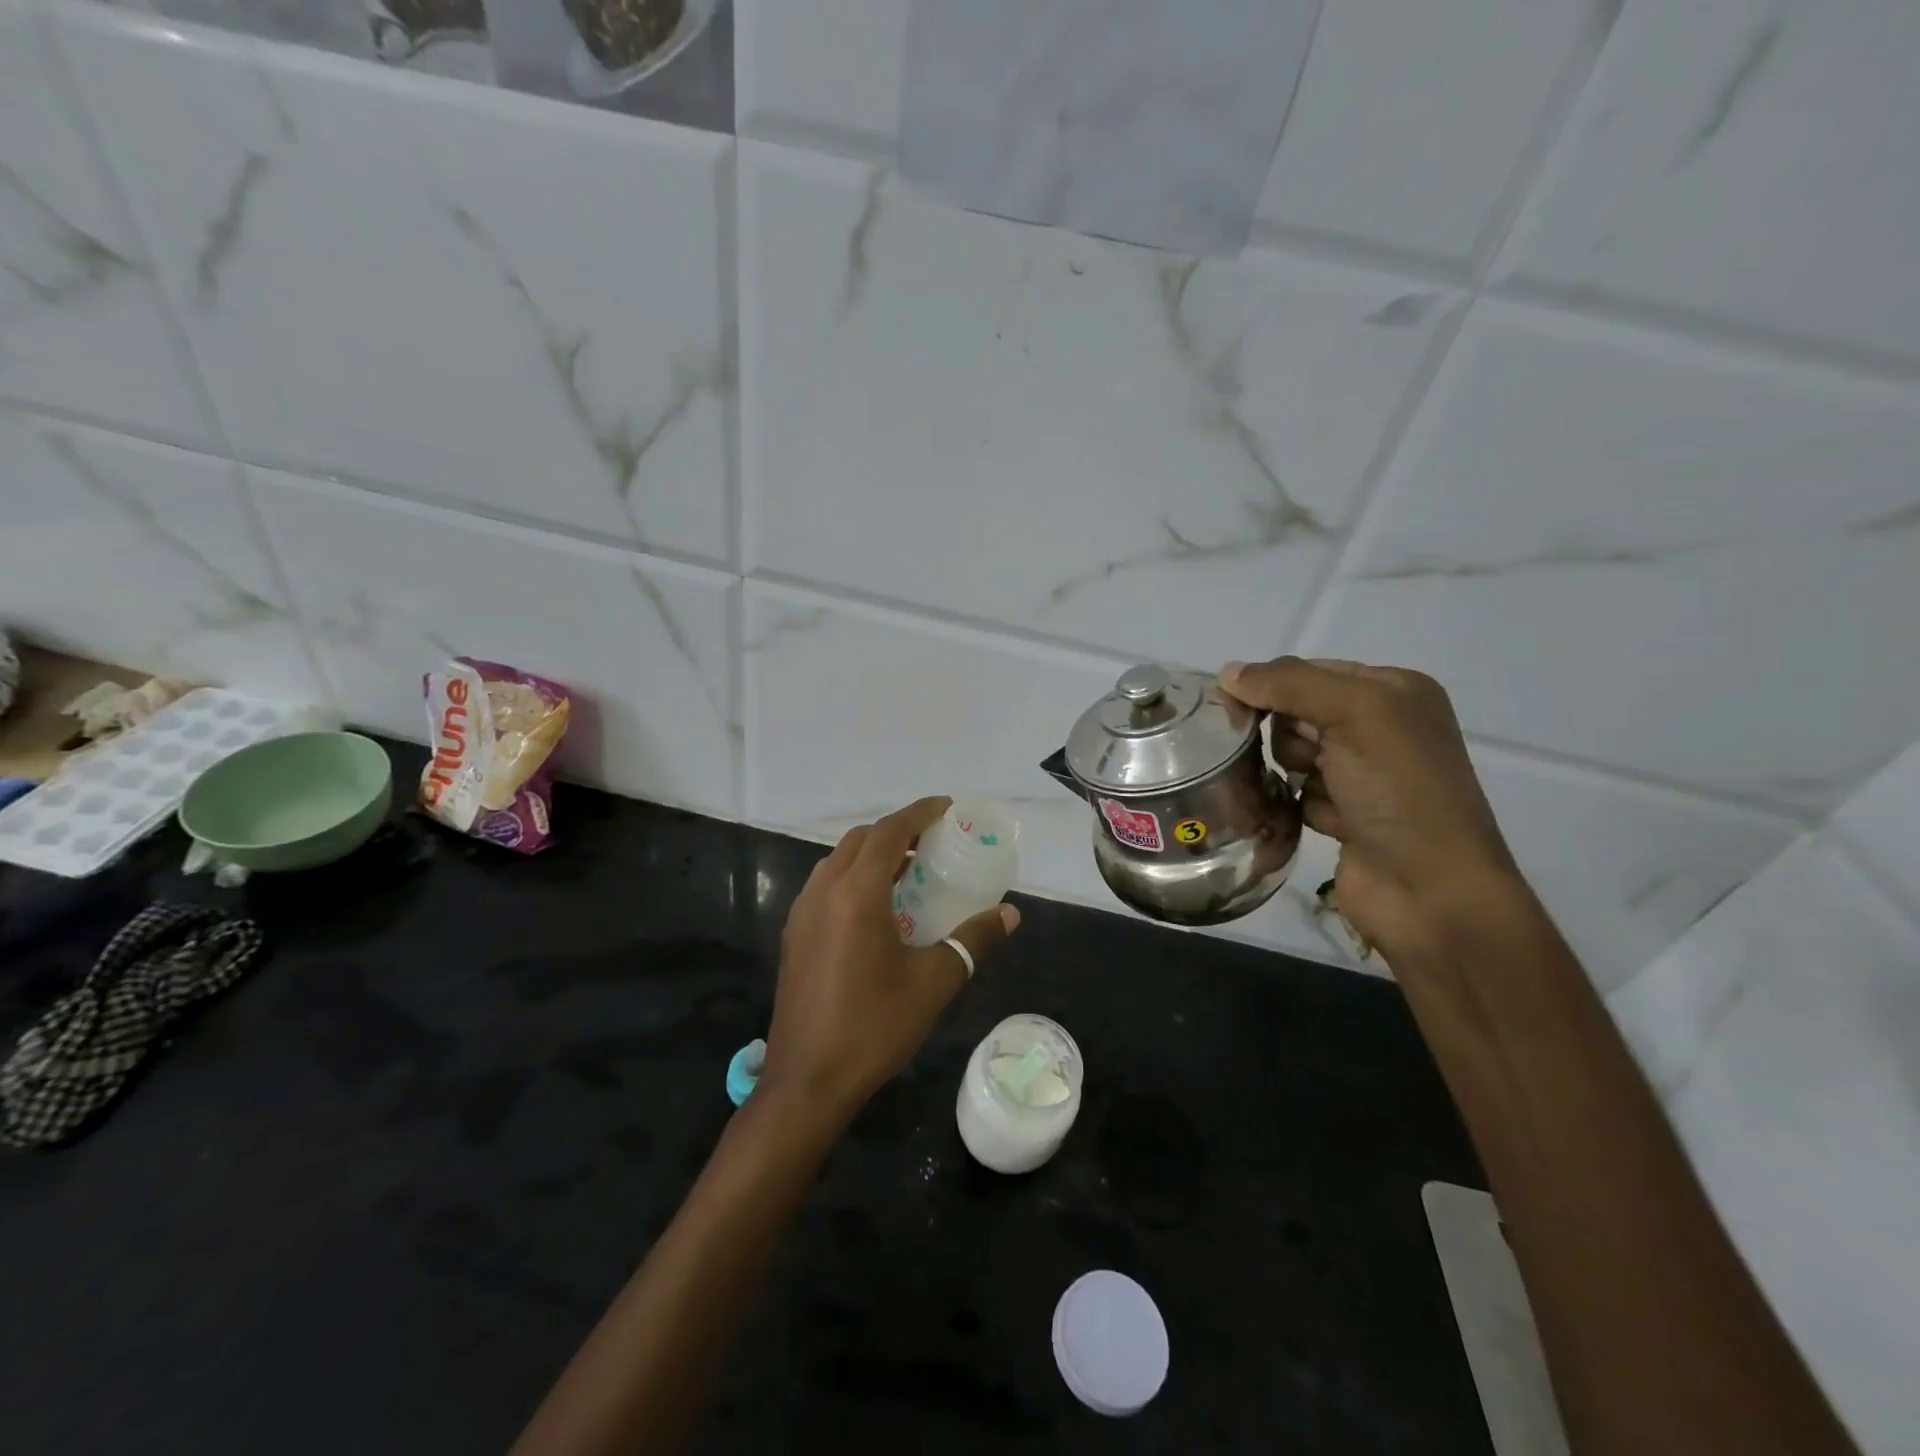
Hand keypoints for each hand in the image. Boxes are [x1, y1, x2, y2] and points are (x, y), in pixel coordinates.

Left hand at [759, 797, 1019, 1132]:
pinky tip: (876, 909)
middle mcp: (823, 891)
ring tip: (906, 872)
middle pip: (860, 839)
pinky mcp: (794, 935)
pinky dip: (852, 877)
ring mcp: (802, 912)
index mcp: (856, 893)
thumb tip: (1010, 914)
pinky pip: (825, 885)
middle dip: (896, 831)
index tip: (947, 808)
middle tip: (932, 843)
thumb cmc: (874, 1027)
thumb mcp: (934, 982)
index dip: (919, 813)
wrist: (807, 1082)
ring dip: (871, 854)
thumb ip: (973, 941)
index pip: (889, 831)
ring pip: (838, 860)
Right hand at [1220, 658, 1527, 964]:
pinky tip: (1321, 820)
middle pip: (1296, 712)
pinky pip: (1296, 793)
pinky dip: (1299, 803)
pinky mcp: (1345, 814)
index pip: (1309, 670)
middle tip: (1310, 759)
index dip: (1273, 687)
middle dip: (1290, 734)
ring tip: (1316, 792)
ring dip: (1293, 771)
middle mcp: (1382, 727)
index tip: (1241, 711)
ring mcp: (1364, 774)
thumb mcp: (1354, 713)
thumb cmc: (1399, 790)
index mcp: (1395, 691)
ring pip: (1291, 753)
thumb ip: (1289, 684)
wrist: (1429, 891)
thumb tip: (1227, 673)